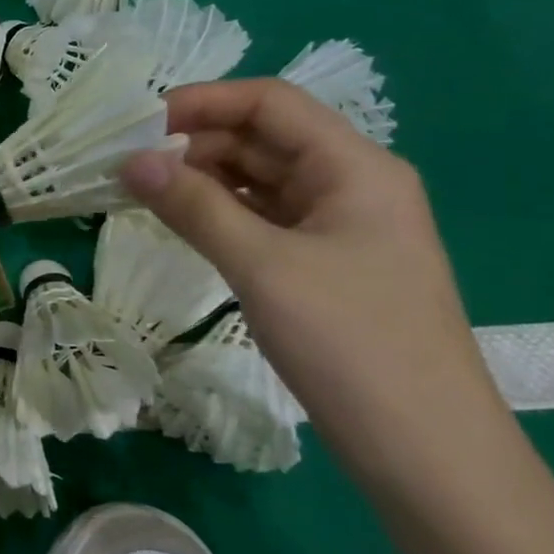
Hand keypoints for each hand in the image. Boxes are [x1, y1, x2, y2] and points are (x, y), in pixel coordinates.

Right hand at [120, 79, 506, 490]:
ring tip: (140, 190)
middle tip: (127, 163)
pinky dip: (218, 213)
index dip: (203, 101)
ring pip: (260, 181)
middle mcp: (350, 186)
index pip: (270, 103)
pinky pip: (262, 219)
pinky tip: (179, 223)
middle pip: (263, 138)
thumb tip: (130, 161)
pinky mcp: (323, 266)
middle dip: (195, 142)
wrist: (426, 451)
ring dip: (202, 179)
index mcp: (354, 168)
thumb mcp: (263, 266)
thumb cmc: (351, 343)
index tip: (137, 123)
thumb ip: (194, 206)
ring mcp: (338, 229)